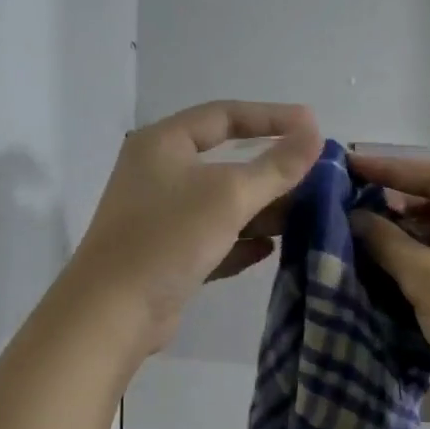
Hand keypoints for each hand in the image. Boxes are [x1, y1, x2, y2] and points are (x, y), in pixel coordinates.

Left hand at [71, 101, 322, 353]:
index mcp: (163, 144)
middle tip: (315, 179)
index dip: (271, 117)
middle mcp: (159, 174)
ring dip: (261, 210)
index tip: (313, 126)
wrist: (114, 313)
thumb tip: (315, 134)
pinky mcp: (168, 255)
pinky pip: (213, 239)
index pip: (224, 115)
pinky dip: (241, 241)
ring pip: (222, 204)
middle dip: (271, 172)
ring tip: (304, 217)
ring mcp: (162, 217)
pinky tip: (270, 250)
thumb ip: (276, 166)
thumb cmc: (169, 238)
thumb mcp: (229, 196)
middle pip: (226, 162)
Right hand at [348, 154, 429, 403]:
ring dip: (404, 230)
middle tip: (345, 198)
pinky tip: (381, 255)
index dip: (389, 169)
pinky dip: (418, 253)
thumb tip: (354, 217)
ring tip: (355, 226)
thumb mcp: (429, 279)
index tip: (346, 164)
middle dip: (395, 202)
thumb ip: (387, 242)